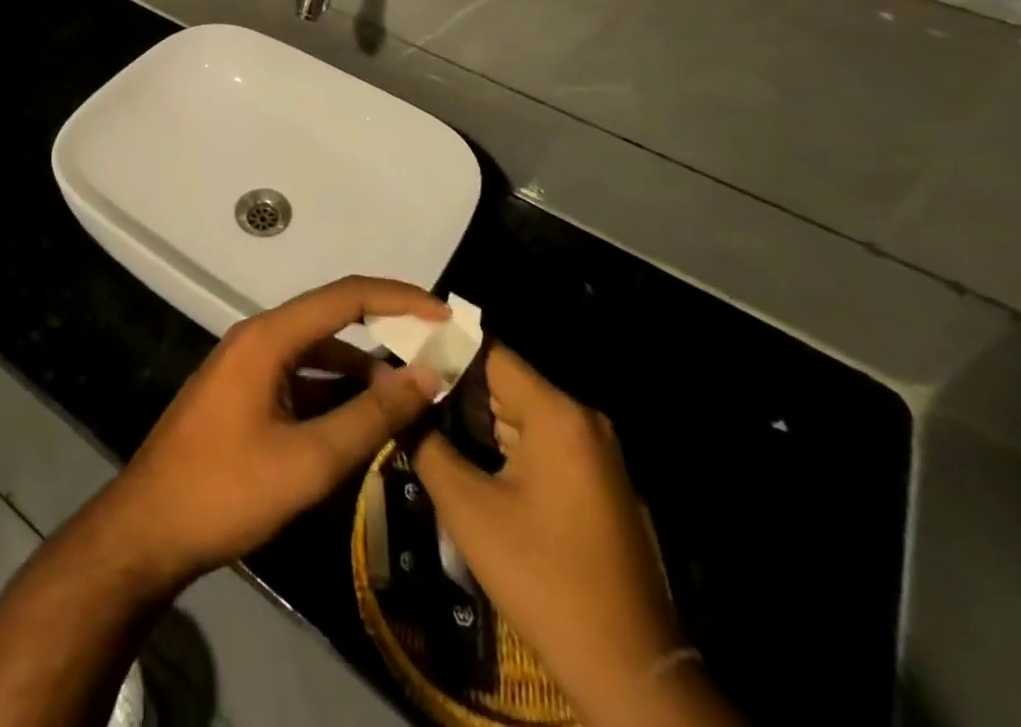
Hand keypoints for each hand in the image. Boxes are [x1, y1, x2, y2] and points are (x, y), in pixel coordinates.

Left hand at [96, 276, 447, 591]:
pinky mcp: (242, 393)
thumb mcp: (308, 462)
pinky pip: (298, 378)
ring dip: (360, 371)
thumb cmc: (225, 491)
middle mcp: (258, 337)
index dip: (399, 298)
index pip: (346, 296)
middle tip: (433, 355)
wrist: (145, 532)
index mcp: (269, 336)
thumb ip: (369, 417)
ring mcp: (247, 365)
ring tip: (405, 401)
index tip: (444, 315)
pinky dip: (332, 392)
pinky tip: (358, 423)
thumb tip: (424, 376)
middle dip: (385, 333)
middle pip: (332, 320)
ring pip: (316, 353)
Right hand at [415, 347, 738, 726]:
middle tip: (403, 392)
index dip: (443, 349)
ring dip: (475, 418)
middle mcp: (580, 418)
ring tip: (422, 418)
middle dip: (454, 388)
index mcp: (556, 412)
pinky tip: (464, 455)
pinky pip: (540, 440)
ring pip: (520, 413)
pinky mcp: (595, 479)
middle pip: (505, 382)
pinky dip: (502, 443)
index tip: (401, 353)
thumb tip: (393, 395)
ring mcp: (592, 450)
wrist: (627, 669)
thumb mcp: (469, 508)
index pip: (490, 353)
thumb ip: (426, 442)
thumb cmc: (542, 577)